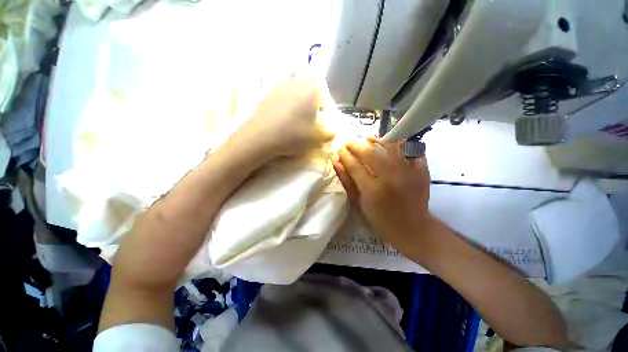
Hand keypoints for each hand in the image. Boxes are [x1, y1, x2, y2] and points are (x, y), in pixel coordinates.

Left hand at [229, 77, 334, 158]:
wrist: (262, 137)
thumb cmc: (294, 135)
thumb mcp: (316, 139)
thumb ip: (329, 135)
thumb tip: (333, 133)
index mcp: (310, 90)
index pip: (319, 82)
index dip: (321, 95)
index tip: (319, 109)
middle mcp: (294, 83)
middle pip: (304, 78)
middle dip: (308, 91)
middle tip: (307, 110)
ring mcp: (278, 86)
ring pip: (290, 83)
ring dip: (294, 94)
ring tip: (294, 113)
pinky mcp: (265, 93)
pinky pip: (278, 91)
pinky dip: (282, 99)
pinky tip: (281, 114)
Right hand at [332, 137, 430, 250]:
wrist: (413, 228)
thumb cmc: (381, 220)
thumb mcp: (359, 204)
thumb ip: (347, 182)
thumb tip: (337, 163)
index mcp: (372, 189)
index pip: (355, 165)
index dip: (345, 155)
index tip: (339, 149)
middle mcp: (390, 177)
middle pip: (370, 153)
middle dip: (356, 145)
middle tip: (348, 142)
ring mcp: (408, 172)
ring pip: (389, 147)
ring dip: (376, 141)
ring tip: (366, 139)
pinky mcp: (421, 171)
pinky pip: (410, 151)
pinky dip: (399, 144)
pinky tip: (390, 143)